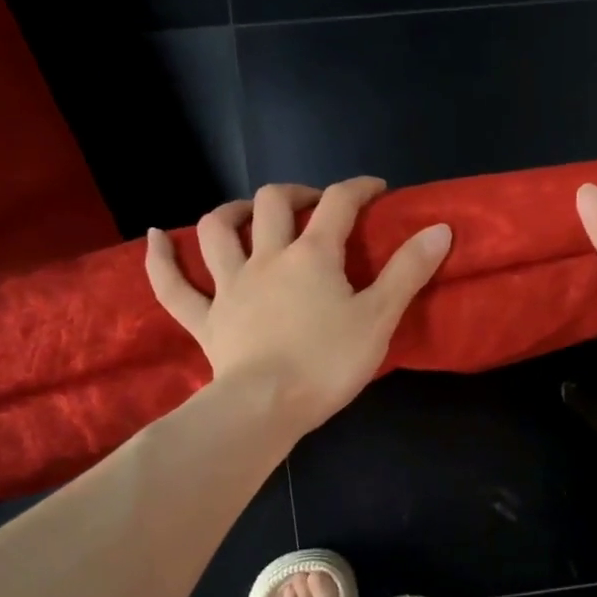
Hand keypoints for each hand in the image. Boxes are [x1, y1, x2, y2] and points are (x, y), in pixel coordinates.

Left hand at [146, 177, 452, 439]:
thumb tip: (440, 227)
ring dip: (230, 212)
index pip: (338, 204)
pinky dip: (161, 259)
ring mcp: (230, 287)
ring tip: (245, 212)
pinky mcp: (205, 320)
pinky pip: (173, 286)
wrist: (267, 407)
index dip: (359, 188)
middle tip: (313, 205)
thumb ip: (408, 271)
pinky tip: (157, 238)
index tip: (376, 189)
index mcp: (313, 256)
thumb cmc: (328, 362)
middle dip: (294, 193)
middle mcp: (267, 258)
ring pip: (217, 232)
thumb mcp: (379, 317)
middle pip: (273, 204)